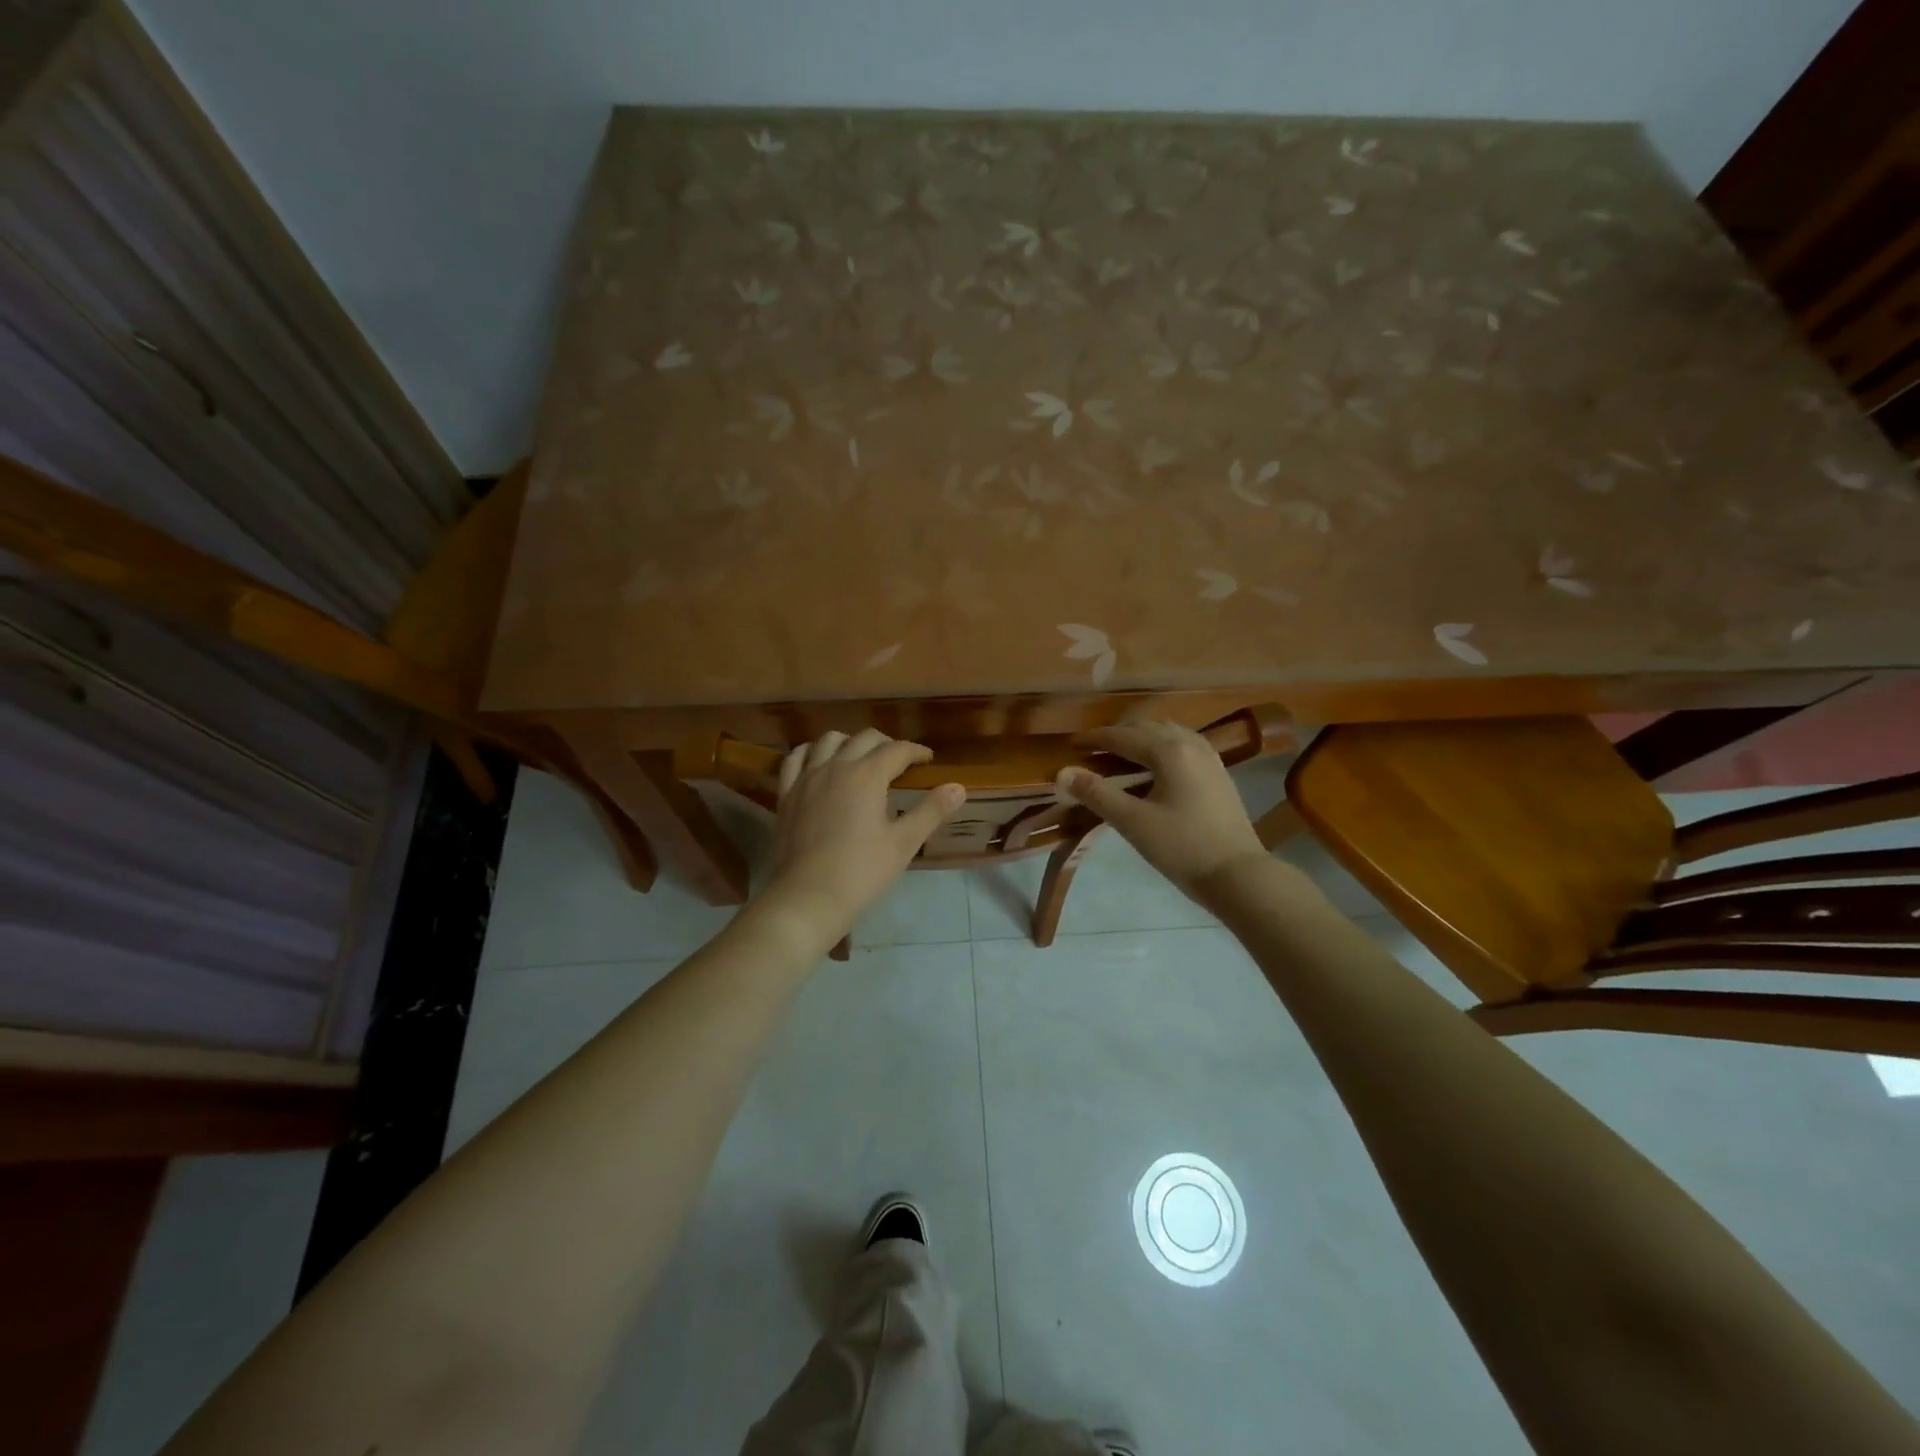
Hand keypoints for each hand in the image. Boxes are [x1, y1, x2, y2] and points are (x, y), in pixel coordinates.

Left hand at [761, 730, 965, 940]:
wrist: (808, 897)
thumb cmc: (862, 871)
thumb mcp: (903, 843)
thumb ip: (931, 811)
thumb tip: (959, 787)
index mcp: (867, 775)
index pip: (897, 750)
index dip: (916, 751)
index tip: (928, 760)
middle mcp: (836, 766)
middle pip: (864, 738)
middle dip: (887, 743)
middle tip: (899, 761)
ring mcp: (807, 778)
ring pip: (828, 740)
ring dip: (849, 742)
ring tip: (860, 757)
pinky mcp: (786, 794)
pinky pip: (796, 758)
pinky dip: (811, 752)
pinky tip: (818, 761)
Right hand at [1057, 721, 1267, 901]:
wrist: (1239, 875)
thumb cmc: (1182, 848)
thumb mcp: (1133, 822)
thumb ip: (1097, 794)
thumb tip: (1063, 773)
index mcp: (1169, 751)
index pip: (1123, 737)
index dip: (1094, 739)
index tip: (1071, 744)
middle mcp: (1191, 745)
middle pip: (1147, 729)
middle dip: (1118, 736)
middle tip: (1092, 750)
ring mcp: (1210, 759)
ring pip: (1169, 735)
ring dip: (1142, 739)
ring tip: (1121, 755)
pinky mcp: (1220, 775)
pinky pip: (1185, 747)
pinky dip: (1163, 749)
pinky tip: (1157, 768)